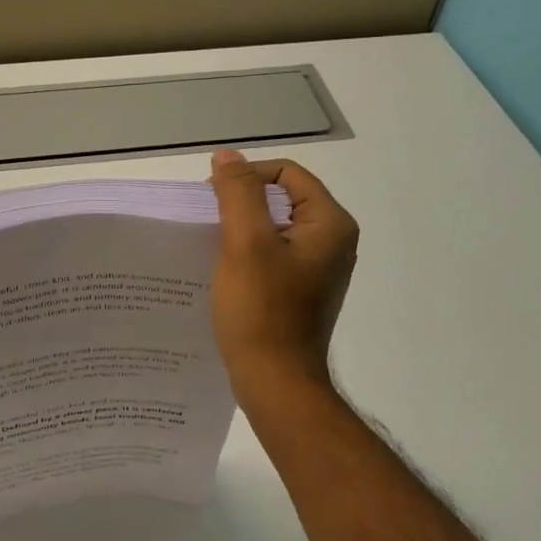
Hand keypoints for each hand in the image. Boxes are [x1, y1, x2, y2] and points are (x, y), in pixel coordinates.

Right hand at [208, 148, 357, 405]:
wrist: (275, 382)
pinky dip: (248, 256)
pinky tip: (224, 271)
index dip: (247, 178)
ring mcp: (319, 270)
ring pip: (275, 230)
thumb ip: (237, 193)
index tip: (211, 199)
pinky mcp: (302, 292)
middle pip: (282, 200)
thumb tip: (226, 157)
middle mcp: (333, 242)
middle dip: (242, 204)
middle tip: (207, 223)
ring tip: (211, 247)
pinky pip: (274, 257)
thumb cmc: (262, 311)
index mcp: (331, 224)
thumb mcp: (245, 243)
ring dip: (242, 231)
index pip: (287, 174)